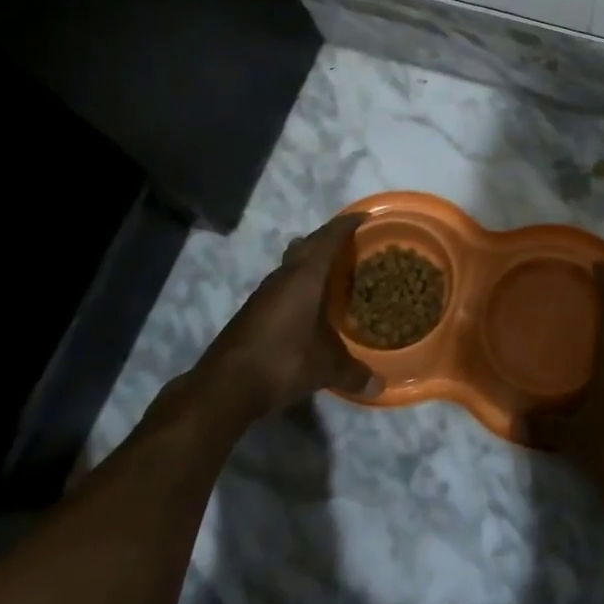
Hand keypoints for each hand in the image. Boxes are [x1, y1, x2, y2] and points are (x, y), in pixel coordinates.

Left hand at [202, 214, 376, 419]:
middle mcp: (284, 275)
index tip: (365, 217)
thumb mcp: (326, 368)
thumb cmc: (283, 361)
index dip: (348, 224)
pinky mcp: (252, 310)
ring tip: (332, 273)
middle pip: (308, 244)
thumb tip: (379, 386)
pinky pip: (282, 284)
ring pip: (291, 263)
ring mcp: (264, 292)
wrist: (224, 386)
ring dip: (310, 261)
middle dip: (329, 238)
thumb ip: (354, 373)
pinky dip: (298, 284)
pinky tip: (307, 304)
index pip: (330, 237)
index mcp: (306, 276)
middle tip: (352, 245)